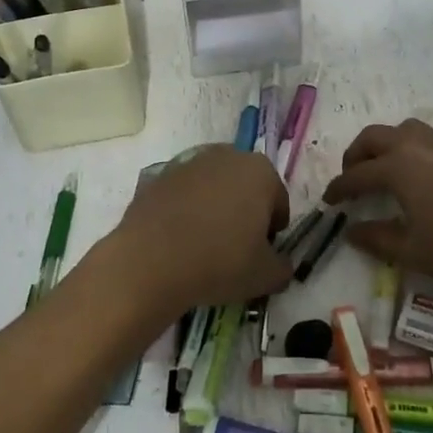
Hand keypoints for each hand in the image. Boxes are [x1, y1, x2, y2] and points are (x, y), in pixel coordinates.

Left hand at [105, 146, 291, 319]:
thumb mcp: (265, 275)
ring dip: (214, 208)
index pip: (278, 200)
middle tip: (236, 247)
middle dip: (244, 211)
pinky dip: (185, 211)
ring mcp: (188, 163)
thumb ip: (282, 267)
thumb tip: (281, 265)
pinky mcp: (158, 176)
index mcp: (260, 172)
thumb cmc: (220, 262)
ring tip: (204, 244)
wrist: (150, 261)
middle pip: (244, 186)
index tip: (262, 252)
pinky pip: (183, 195)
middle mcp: (226, 156)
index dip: (273, 229)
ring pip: (212, 187)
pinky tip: (179, 239)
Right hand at [323, 118, 432, 289]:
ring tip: (378, 170)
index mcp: (397, 168)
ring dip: (381, 145)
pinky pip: (420, 136)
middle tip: (350, 180)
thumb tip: (350, 231)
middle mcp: (414, 147)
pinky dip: (403, 146)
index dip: (339, 188)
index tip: (328, 201)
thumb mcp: (411, 251)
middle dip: (355, 156)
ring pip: (399, 130)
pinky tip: (410, 174)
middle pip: (373, 138)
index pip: (357, 175)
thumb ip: (376, 238)